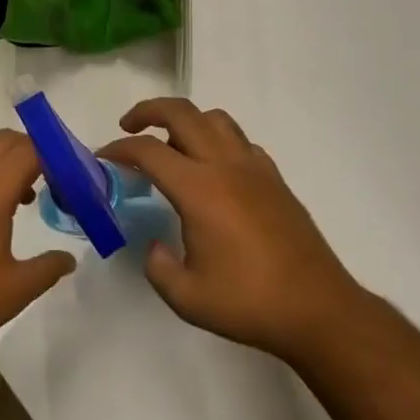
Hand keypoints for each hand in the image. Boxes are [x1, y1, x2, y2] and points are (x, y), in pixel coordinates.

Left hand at [0, 130, 75, 371]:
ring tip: (23, 195)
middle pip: (4, 141)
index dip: (55, 157)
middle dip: (32, 150)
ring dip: (5, 161)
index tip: (73, 178)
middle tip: (53, 180)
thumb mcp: (15, 291)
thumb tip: (69, 258)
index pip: (29, 151)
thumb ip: (48, 268)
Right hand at [101, 99, 361, 361]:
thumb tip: (155, 245)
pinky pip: (240, 141)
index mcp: (200, 189)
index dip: (119, 149)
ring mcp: (255, 167)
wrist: (317, 308)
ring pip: (215, 119)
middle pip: (182, 113)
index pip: (149, 151)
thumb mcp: (188, 297)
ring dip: (187, 120)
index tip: (102, 158)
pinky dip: (218, 140)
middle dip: (149, 111)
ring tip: (171, 144)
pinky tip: (214, 169)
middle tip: (128, 127)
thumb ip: (159, 267)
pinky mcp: (275, 178)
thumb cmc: (249, 303)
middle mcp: (226, 165)